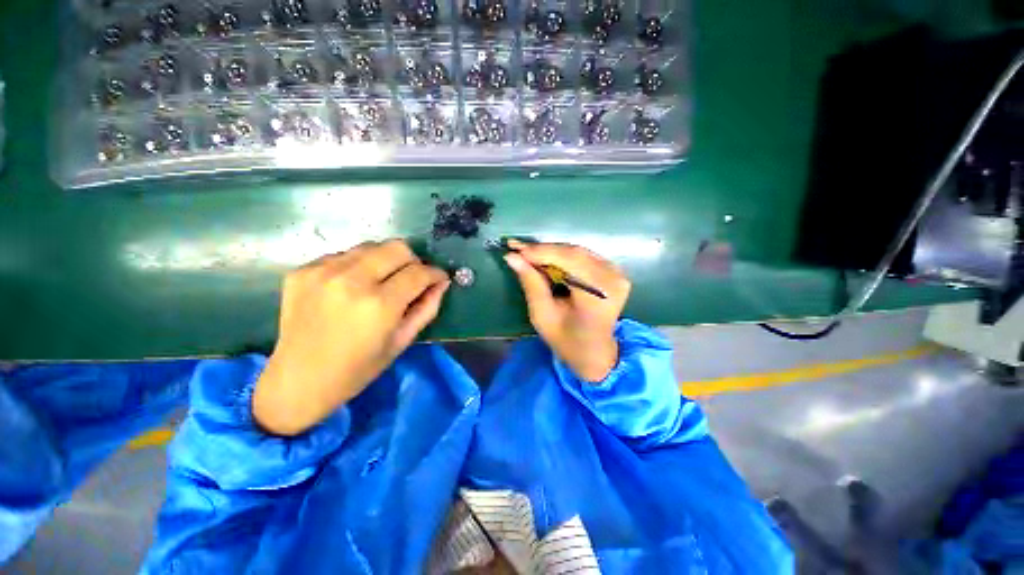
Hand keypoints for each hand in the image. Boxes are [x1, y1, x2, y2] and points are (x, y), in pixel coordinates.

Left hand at [253, 239, 450, 435]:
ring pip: (371, 246)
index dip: (435, 273)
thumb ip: (427, 308)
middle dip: (413, 261)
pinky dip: (358, 266)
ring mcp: (323, 272)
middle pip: (397, 247)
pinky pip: (344, 255)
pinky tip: (352, 287)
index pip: (419, 272)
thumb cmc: (357, 369)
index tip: (439, 278)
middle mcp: (351, 280)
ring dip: (385, 261)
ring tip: (381, 282)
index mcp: (379, 305)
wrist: (297, 381)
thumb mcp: (402, 342)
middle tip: (411, 279)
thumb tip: (442, 283)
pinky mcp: (303, 270)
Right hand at [504, 239, 630, 381]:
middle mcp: (613, 280)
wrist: (595, 352)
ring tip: (527, 253)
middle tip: (517, 249)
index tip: (515, 249)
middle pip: (573, 253)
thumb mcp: (543, 316)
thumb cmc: (567, 341)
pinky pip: (584, 256)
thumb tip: (512, 258)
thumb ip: (531, 284)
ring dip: (551, 252)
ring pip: (577, 251)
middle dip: (543, 250)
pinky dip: (562, 256)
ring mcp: (617, 274)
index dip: (541, 253)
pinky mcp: (614, 271)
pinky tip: (546, 259)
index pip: (569, 262)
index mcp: (598, 296)